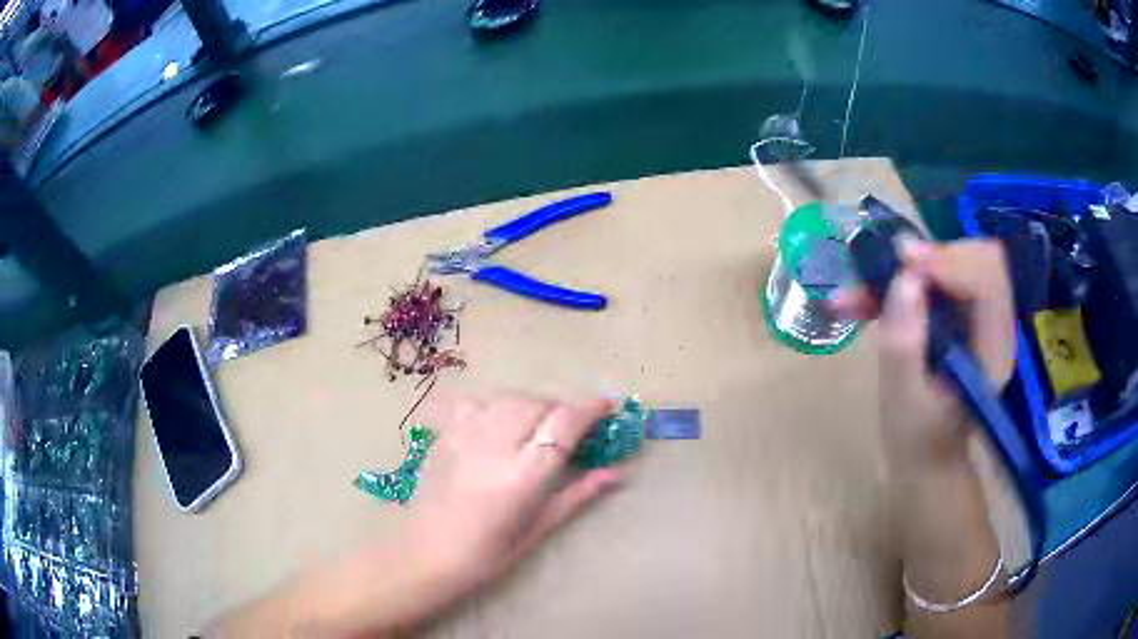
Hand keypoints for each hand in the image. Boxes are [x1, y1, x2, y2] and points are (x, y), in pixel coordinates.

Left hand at [407, 393, 621, 594]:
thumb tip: (615, 474)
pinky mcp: (444, 434)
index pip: (564, 424)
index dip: (590, 409)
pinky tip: (500, 423)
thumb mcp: (538, 528)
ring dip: (532, 405)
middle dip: (561, 410)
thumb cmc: (487, 553)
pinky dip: (498, 405)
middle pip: (539, 404)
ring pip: (510, 398)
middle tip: (570, 430)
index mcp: (523, 476)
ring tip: (536, 427)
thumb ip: (577, 495)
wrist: (425, 554)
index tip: (607, 406)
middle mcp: (495, 446)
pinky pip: (478, 402)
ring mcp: (465, 435)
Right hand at [834, 239, 1015, 469]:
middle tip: (879, 272)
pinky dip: (902, 280)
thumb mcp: (903, 402)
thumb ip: (905, 344)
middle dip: (926, 257)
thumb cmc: (916, 442)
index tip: (901, 264)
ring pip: (954, 260)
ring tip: (858, 293)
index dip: (949, 260)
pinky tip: (867, 298)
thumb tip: (904, 279)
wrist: (925, 458)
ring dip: (907, 269)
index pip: (987, 277)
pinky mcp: (963, 313)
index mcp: (993, 349)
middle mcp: (996, 324)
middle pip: (975, 256)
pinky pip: (940, 275)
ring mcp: (982, 316)